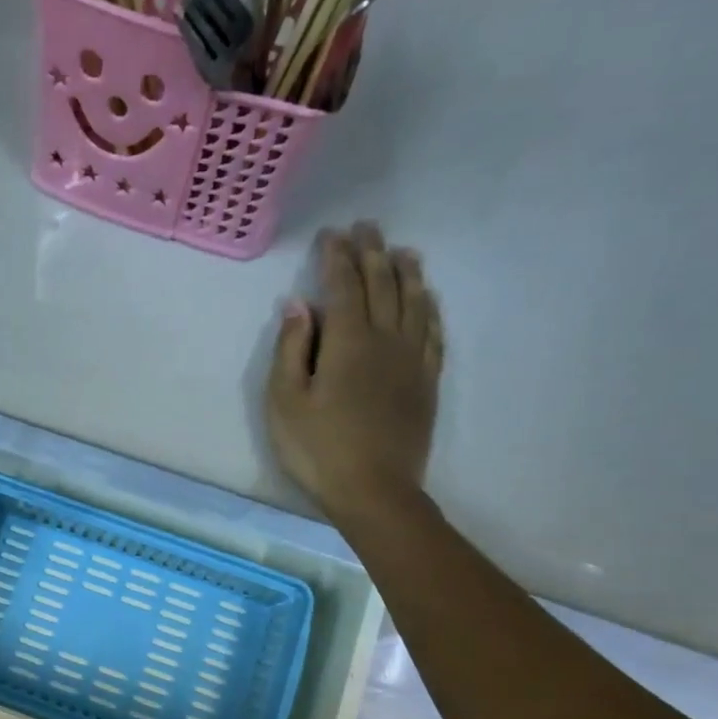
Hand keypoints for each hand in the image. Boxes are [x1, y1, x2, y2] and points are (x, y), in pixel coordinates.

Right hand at [265, 223, 444, 530]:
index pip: (343, 286)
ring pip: (414, 302)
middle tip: (365, 228)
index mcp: (347, 342)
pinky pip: (433, 331)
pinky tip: (426, 298)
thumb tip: (298, 305)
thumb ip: (290, 349)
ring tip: (401, 251)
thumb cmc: (318, 448)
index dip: (336, 257)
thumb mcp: (285, 401)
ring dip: (406, 272)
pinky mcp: (426, 381)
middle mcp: (385, 339)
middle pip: (382, 285)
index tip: (330, 234)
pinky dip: (428, 307)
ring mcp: (412, 359)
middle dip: (371, 253)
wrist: (374, 490)